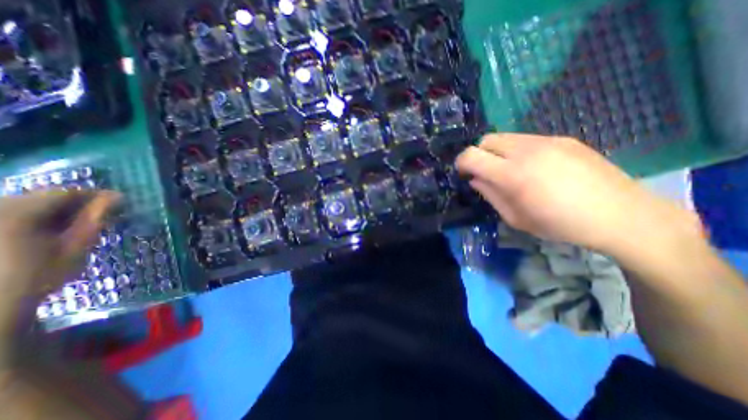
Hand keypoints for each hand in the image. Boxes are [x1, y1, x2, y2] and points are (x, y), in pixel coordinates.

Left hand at [0, 191, 116, 364]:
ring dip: (54, 212)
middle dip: (74, 205)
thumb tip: (117, 197)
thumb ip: (94, 220)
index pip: (66, 193)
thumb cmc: (36, 279)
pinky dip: (33, 219)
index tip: (119, 204)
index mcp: (18, 214)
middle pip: (43, 197)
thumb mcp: (75, 249)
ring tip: (73, 227)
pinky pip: (11, 213)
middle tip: (98, 219)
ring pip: (25, 204)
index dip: (96, 196)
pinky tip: (44, 234)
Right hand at [456, 132, 700, 254]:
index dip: (461, 163)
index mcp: (513, 175)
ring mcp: (547, 141)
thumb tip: (475, 180)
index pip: (472, 155)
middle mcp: (526, 150)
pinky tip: (534, 168)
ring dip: (497, 152)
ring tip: (510, 170)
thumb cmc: (560, 224)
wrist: (621, 215)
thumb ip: (490, 195)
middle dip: (478, 154)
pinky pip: (526, 139)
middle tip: (486, 173)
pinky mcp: (563, 139)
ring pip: (505, 137)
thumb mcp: (515, 218)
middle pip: (486, 140)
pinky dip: (517, 150)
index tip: (463, 174)